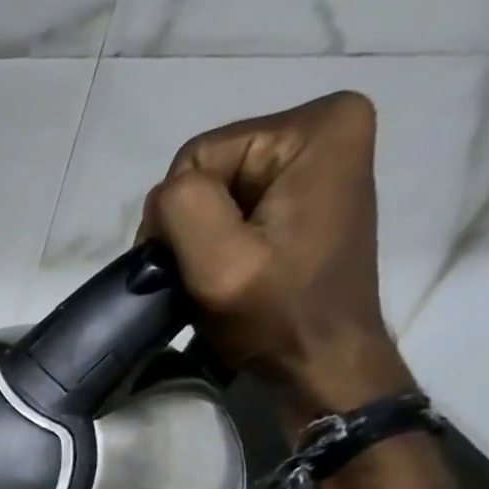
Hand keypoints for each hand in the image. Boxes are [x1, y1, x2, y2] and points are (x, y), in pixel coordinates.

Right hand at [140, 90, 415, 422]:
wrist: (320, 363)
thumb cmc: (276, 315)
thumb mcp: (219, 263)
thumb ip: (182, 207)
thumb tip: (162, 199)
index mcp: (318, 126)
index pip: (197, 157)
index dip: (179, 217)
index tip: (194, 266)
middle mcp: (325, 127)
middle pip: (208, 170)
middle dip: (191, 226)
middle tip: (203, 276)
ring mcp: (316, 161)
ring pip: (213, 193)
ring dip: (200, 239)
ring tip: (216, 279)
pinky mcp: (304, 193)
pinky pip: (232, 206)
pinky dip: (217, 243)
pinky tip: (230, 272)